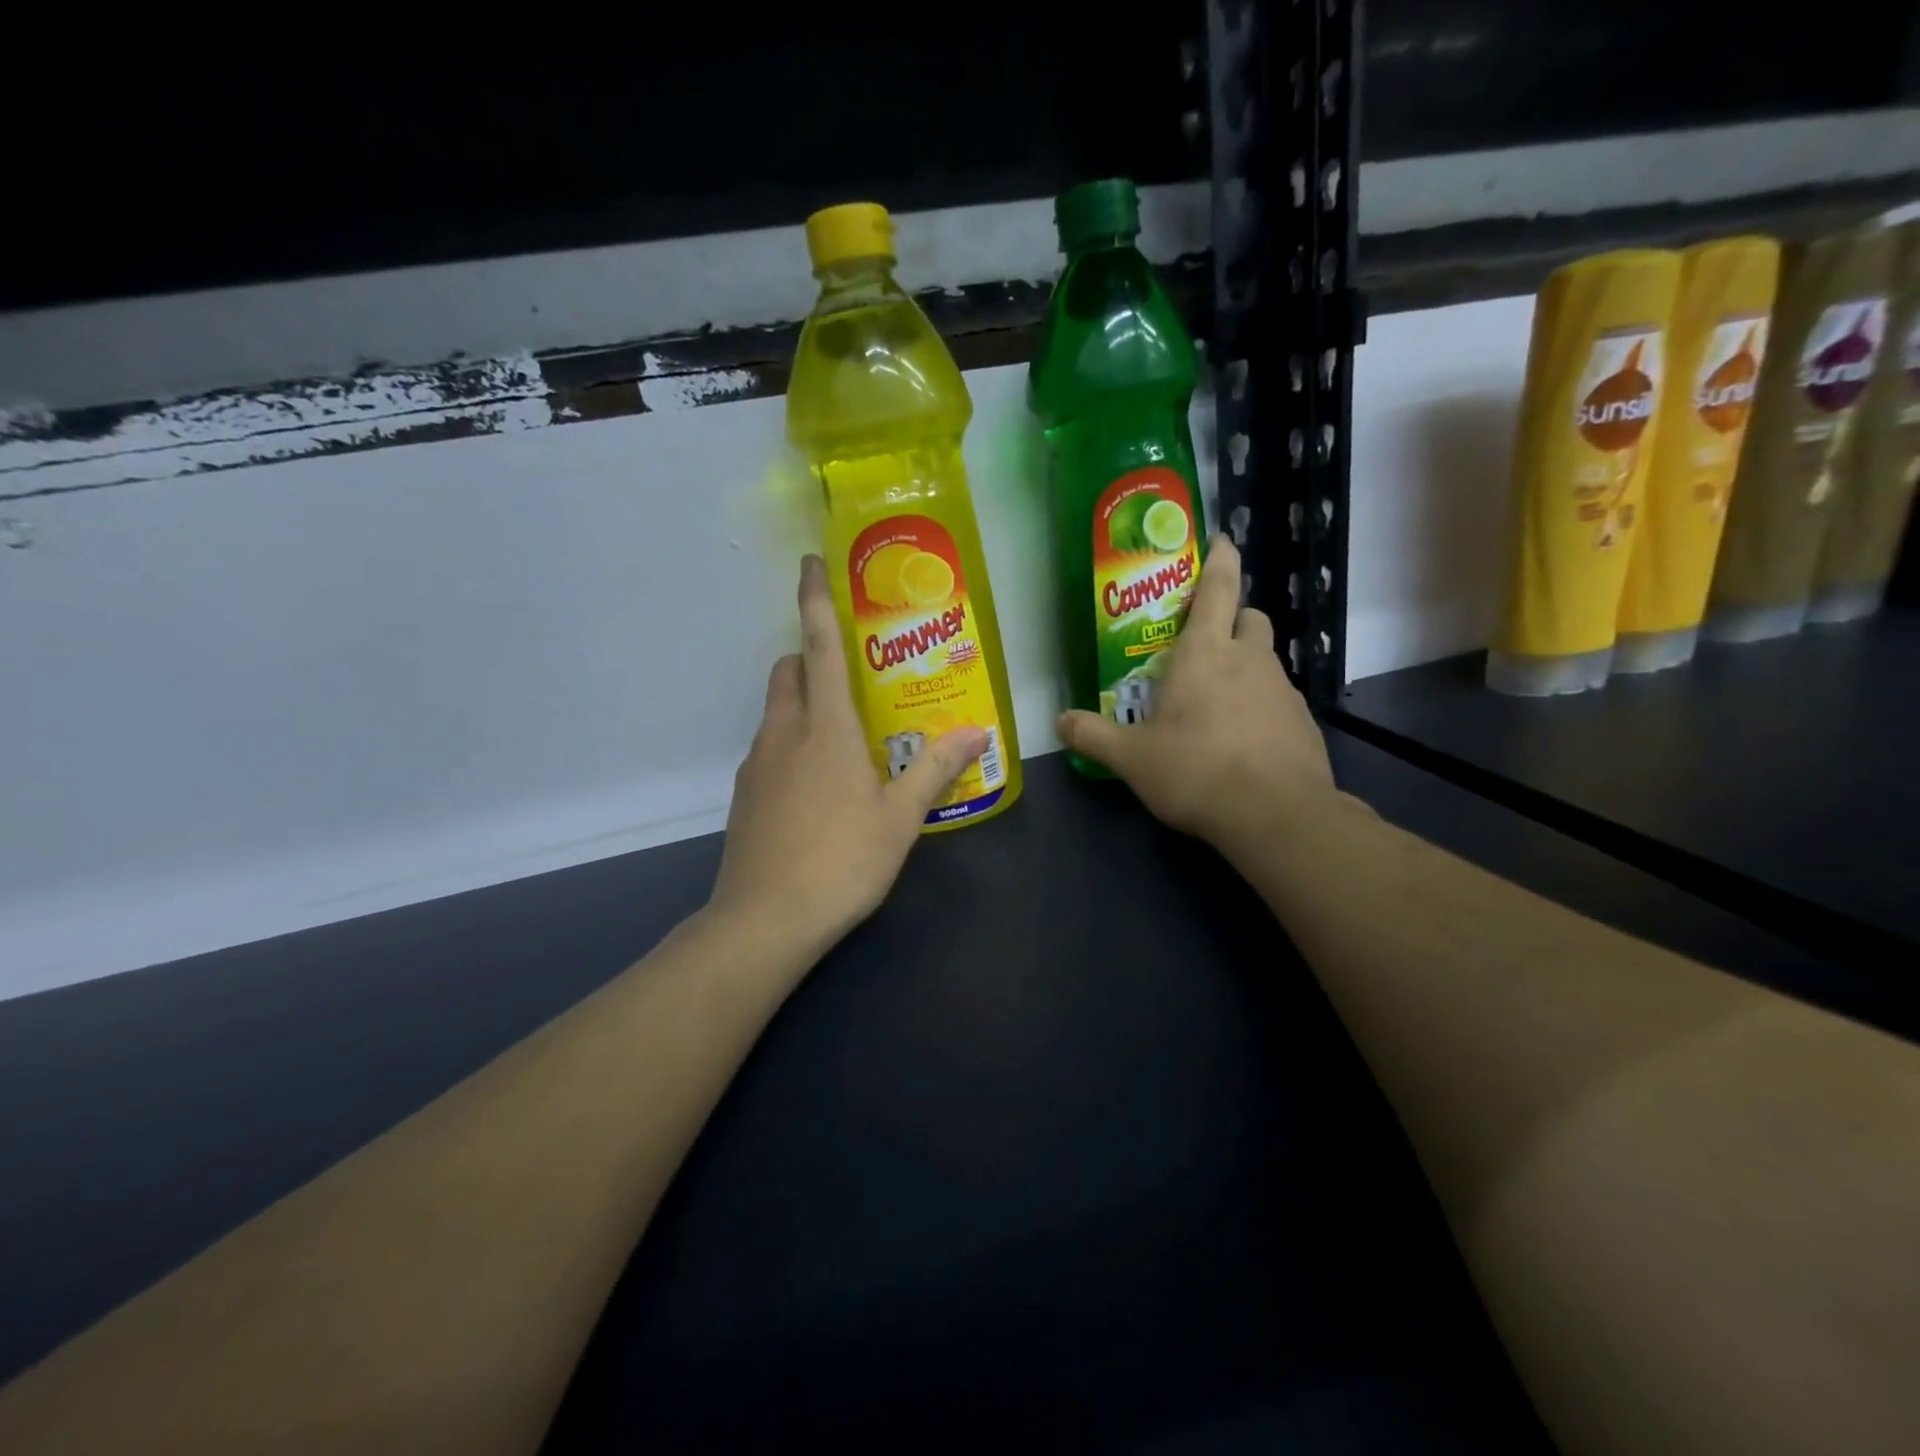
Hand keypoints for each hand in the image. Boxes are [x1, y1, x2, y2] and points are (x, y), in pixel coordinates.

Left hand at [710, 555, 986, 958]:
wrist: (766, 921)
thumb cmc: (842, 860)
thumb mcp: (901, 817)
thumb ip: (936, 768)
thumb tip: (977, 730)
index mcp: (825, 726)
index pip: (817, 645)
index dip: (814, 600)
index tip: (810, 563)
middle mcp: (784, 732)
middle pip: (788, 670)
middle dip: (810, 657)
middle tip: (852, 677)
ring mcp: (757, 763)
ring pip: (776, 709)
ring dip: (803, 703)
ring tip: (844, 738)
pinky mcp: (745, 794)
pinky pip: (770, 747)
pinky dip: (792, 743)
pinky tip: (819, 786)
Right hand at [1056, 536, 1338, 856]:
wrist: (1275, 814)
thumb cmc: (1195, 770)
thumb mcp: (1131, 758)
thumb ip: (1093, 736)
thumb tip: (1059, 722)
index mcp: (1205, 653)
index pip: (1219, 588)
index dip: (1221, 560)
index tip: (1223, 540)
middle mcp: (1249, 660)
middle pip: (1250, 618)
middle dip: (1233, 618)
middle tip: (1206, 644)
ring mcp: (1283, 689)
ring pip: (1266, 659)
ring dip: (1245, 665)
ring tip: (1217, 702)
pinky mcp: (1302, 722)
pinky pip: (1278, 698)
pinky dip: (1260, 704)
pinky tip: (1242, 740)